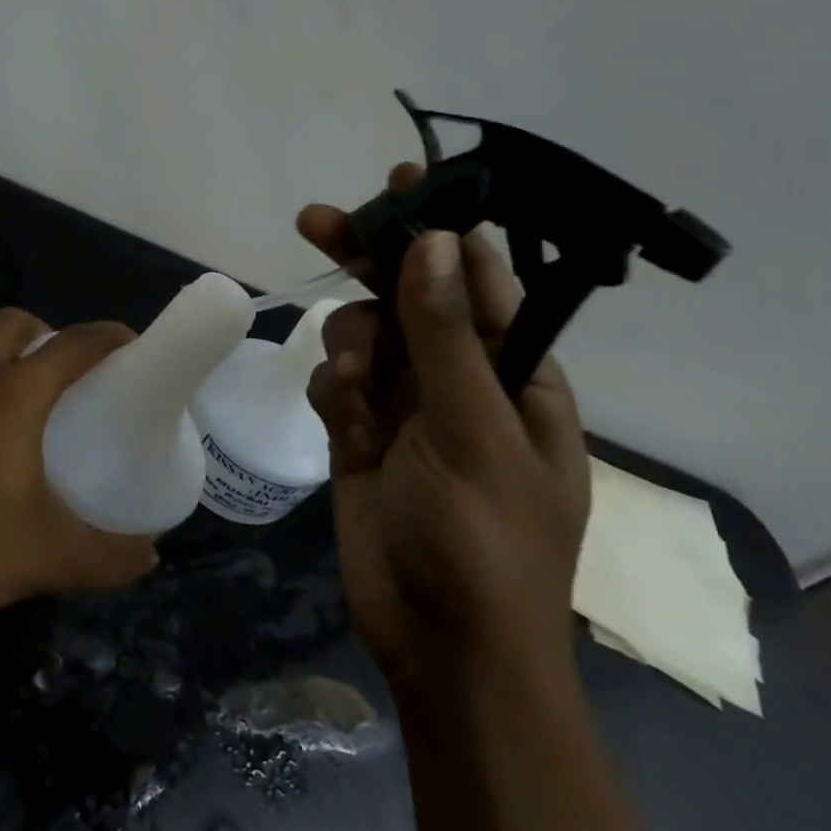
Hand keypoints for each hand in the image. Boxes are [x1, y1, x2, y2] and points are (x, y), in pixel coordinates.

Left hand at [0, 308, 159, 627]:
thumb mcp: (49, 558)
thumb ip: (109, 558)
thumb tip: (150, 557)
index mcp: (13, 393)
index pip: (73, 343)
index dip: (109, 335)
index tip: (132, 345)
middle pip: (16, 323)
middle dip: (50, 333)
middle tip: (71, 376)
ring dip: (6, 351)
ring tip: (24, 397)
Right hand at [297, 167, 589, 699]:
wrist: (440, 647)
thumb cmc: (482, 539)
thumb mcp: (471, 429)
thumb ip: (446, 333)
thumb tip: (435, 240)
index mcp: (515, 374)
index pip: (479, 280)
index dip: (442, 229)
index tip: (403, 183)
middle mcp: (461, 380)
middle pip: (407, 297)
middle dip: (366, 261)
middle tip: (315, 221)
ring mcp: (407, 407)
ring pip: (363, 337)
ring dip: (350, 350)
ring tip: (354, 389)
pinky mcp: (361, 433)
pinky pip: (336, 384)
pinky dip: (334, 394)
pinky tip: (345, 426)